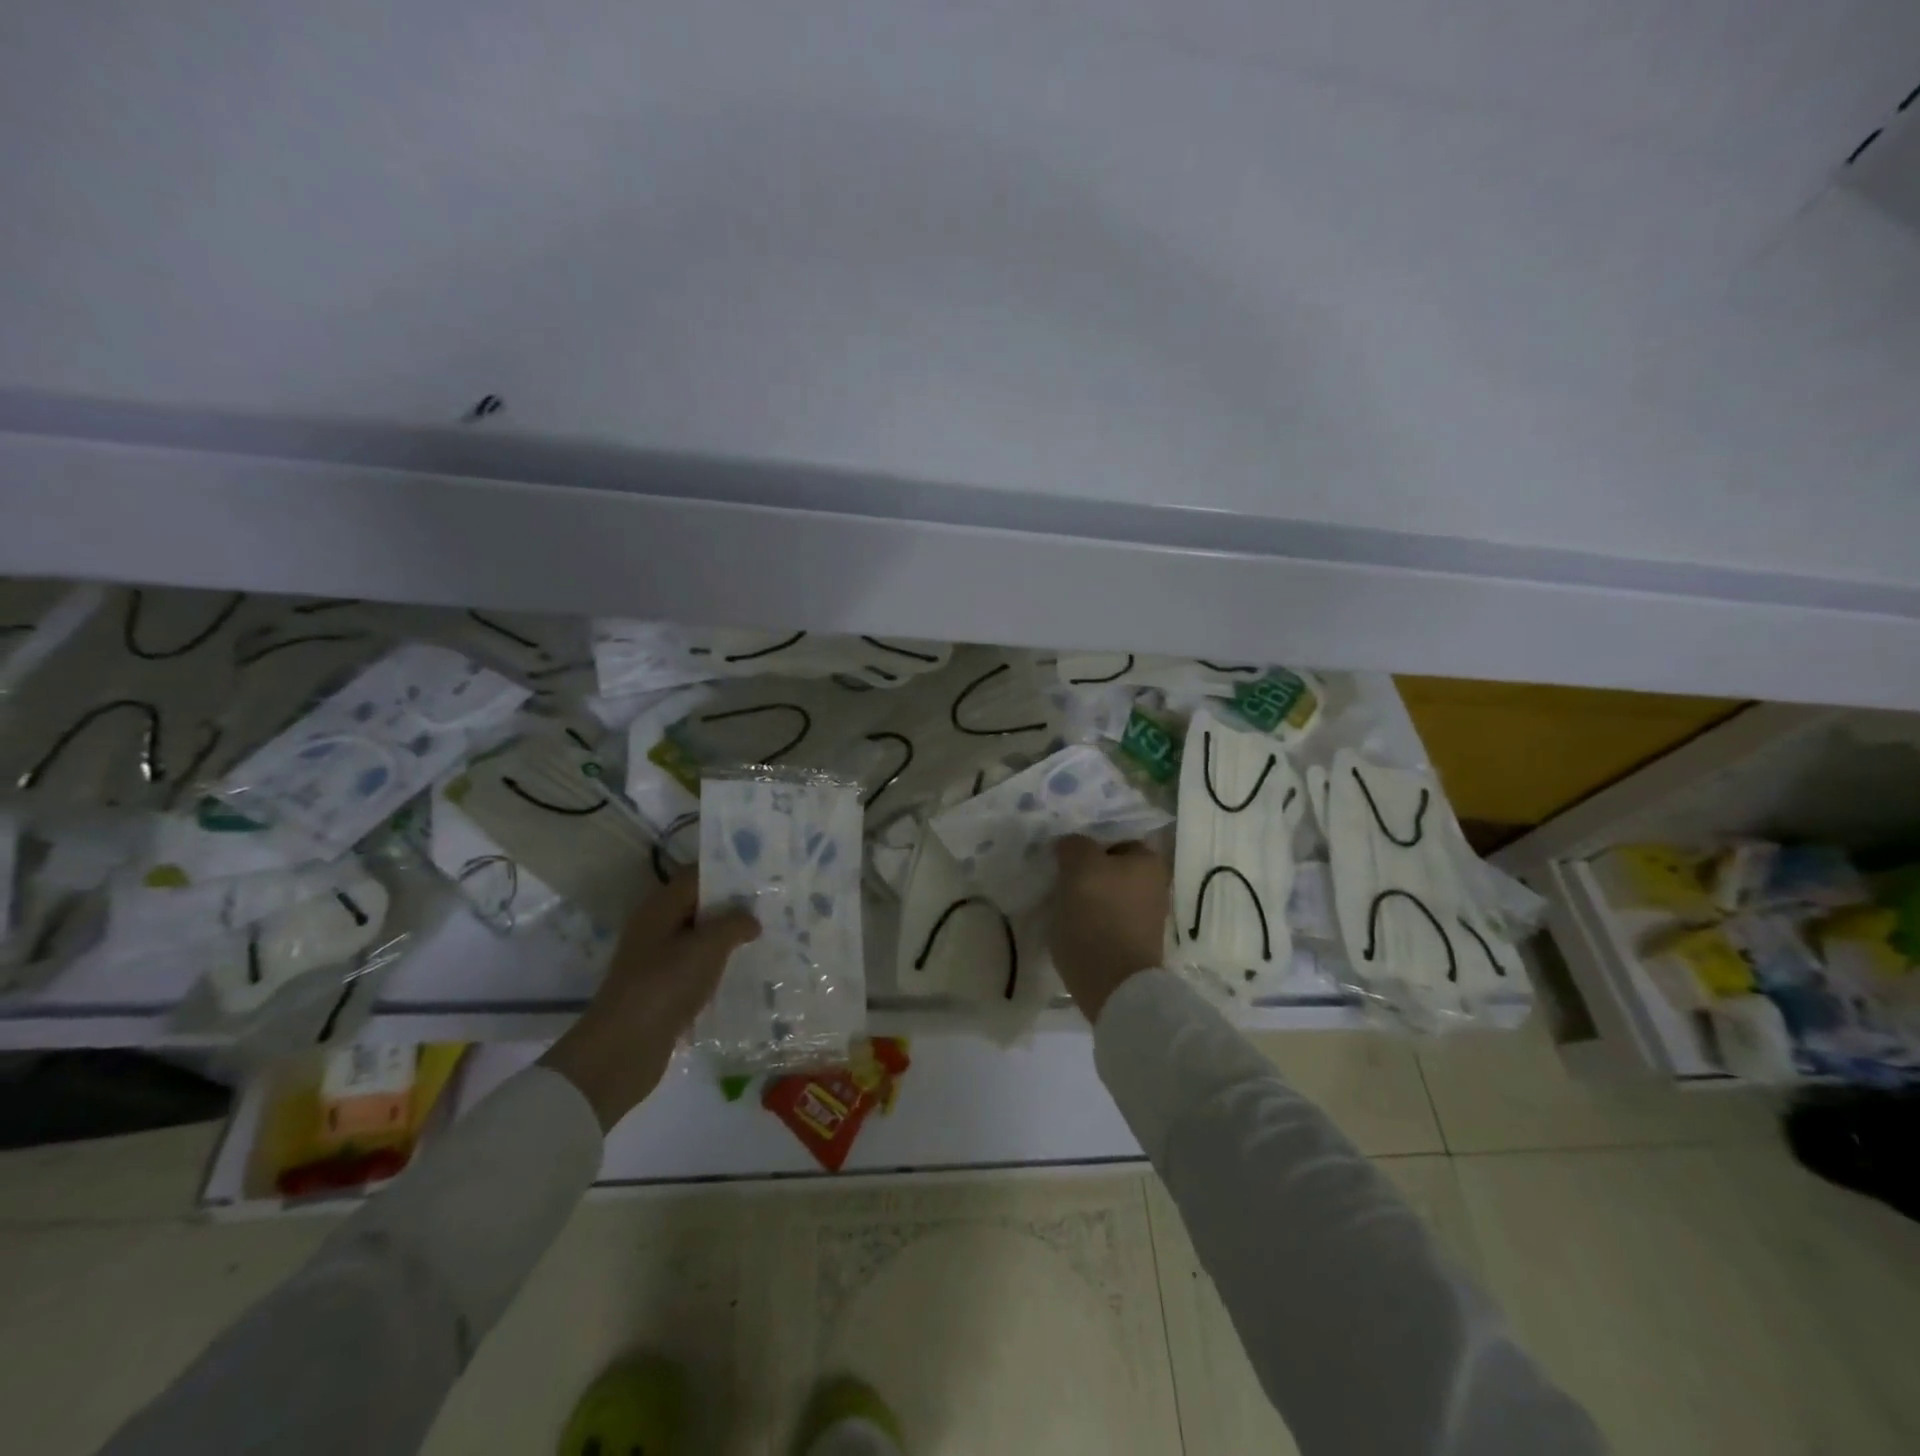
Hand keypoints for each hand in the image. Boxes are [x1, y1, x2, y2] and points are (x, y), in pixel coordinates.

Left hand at [539, 872, 759, 1128]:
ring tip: (765, 936)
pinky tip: (743, 970)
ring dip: (726, 938)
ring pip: (698, 938)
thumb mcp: (707, 947)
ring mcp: (656, 960)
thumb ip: (734, 924)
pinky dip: (717, 966)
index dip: (728, 872)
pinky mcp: (661, 989)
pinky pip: (695, 967)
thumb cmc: (664, 985)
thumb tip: (751, 919)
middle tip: (771, 905)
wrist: (623, 1050)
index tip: (762, 875)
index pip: (696, 876)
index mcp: (659, 908)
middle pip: (698, 906)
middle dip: (732, 906)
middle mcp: (655, 928)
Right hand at [1050, 836, 1169, 1023]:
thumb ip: (1075, 845)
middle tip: (1057, 877)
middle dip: (1085, 871)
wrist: (1112, 985)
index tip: (1063, 857)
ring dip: (1086, 896)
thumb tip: (1071, 845)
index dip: (1087, 844)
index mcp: (1149, 861)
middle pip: (1110, 868)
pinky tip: (1070, 924)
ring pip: (1106, 894)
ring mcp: (1146, 916)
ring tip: (1059, 902)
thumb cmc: (1098, 916)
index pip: (1113, 839)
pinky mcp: (1133, 943)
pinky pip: (1105, 918)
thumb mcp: (1079, 867)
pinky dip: (1090, 919)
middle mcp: (1155, 885)